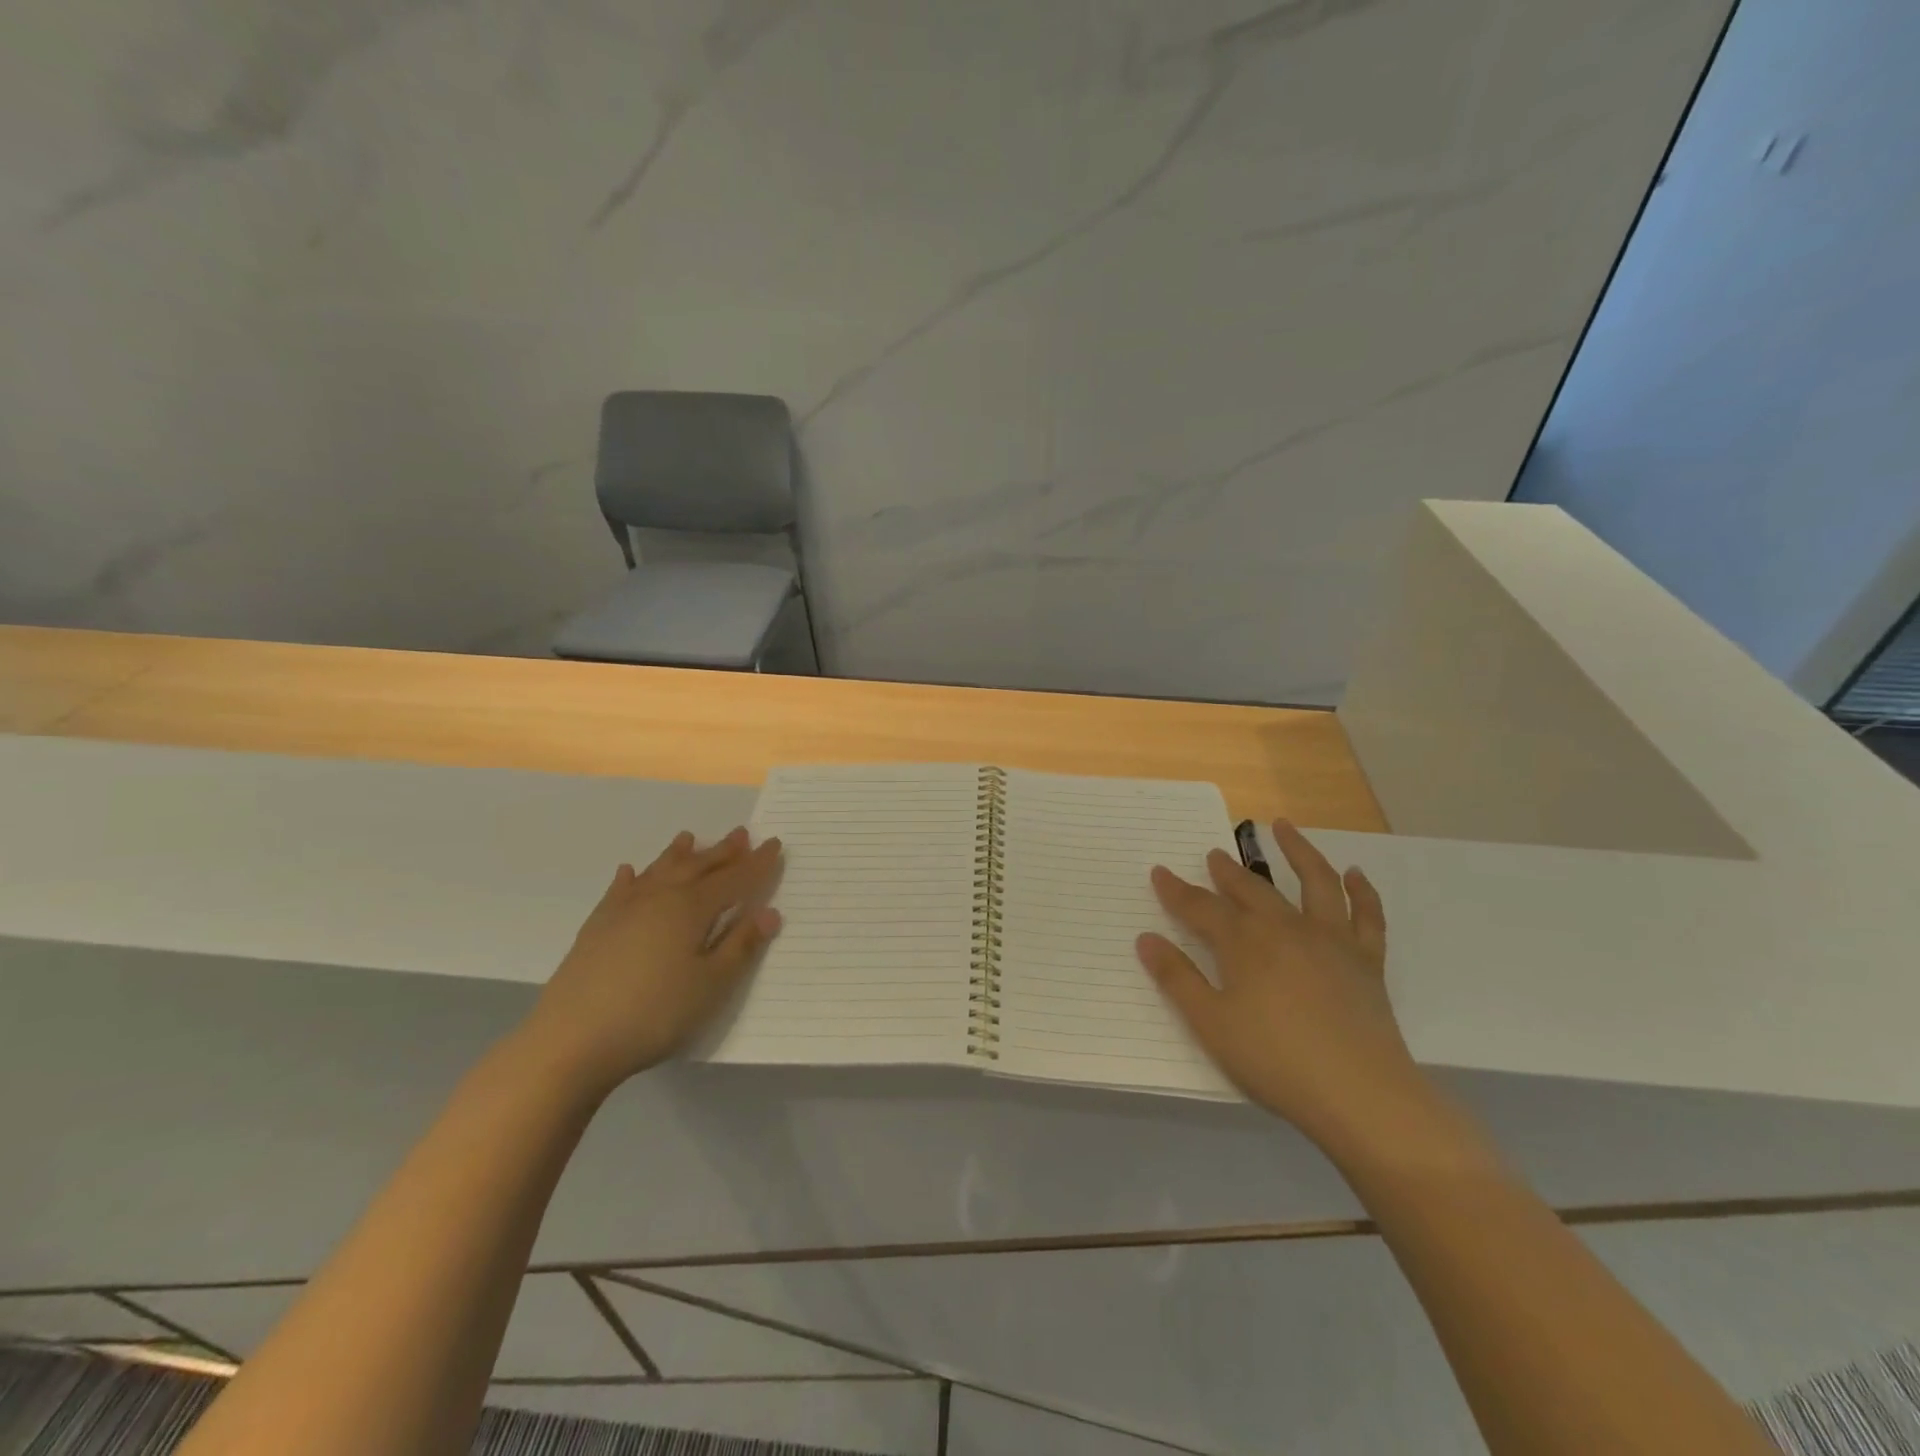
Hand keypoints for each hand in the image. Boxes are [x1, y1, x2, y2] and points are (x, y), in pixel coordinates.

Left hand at [518, 827, 782, 1097]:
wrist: (572, 1039)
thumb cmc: (654, 1013)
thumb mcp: (711, 985)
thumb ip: (741, 945)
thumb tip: (769, 912)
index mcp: (691, 908)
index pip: (734, 879)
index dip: (757, 863)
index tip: (775, 843)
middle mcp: (659, 897)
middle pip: (698, 867)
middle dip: (723, 851)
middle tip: (742, 833)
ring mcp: (624, 909)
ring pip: (659, 870)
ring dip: (679, 854)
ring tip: (689, 837)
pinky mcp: (597, 927)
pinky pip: (620, 890)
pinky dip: (631, 877)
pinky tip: (630, 871)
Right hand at [1136, 820, 1425, 1152]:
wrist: (1360, 1094)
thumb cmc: (1274, 1060)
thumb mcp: (1210, 1023)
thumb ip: (1177, 978)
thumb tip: (1146, 938)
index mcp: (1243, 943)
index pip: (1201, 907)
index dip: (1176, 890)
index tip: (1159, 872)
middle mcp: (1285, 928)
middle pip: (1251, 889)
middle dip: (1228, 870)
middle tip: (1214, 853)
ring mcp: (1330, 940)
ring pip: (1315, 882)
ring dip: (1298, 851)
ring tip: (1284, 827)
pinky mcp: (1366, 960)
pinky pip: (1367, 916)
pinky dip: (1362, 891)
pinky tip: (1355, 874)